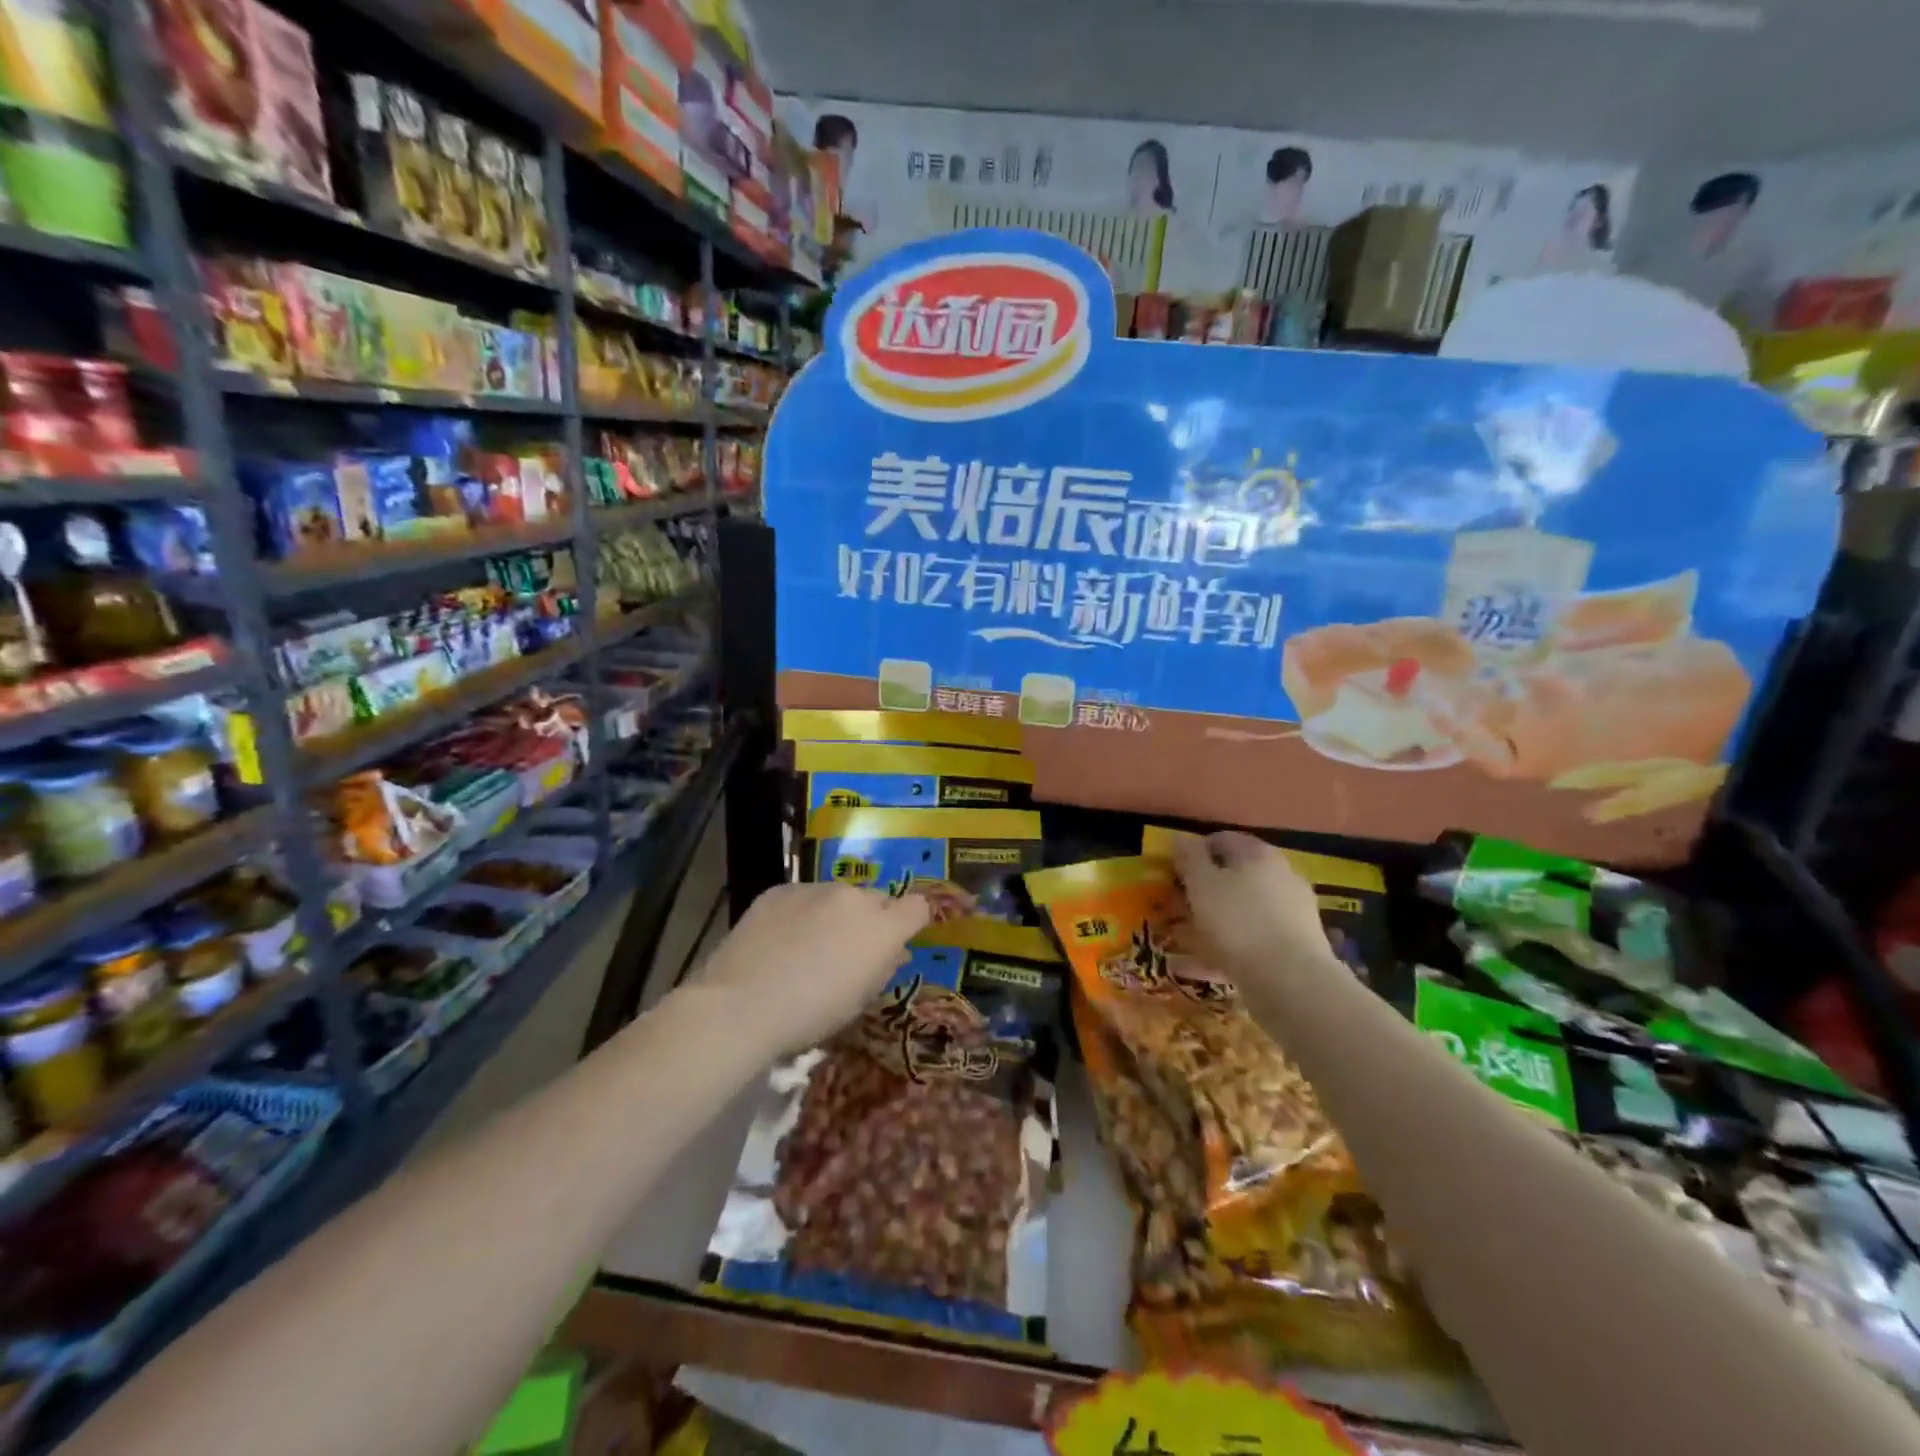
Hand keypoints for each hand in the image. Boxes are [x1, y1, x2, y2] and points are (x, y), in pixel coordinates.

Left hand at [696, 882, 930, 1057]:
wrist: (742, 1004)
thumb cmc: (812, 1014)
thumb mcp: (859, 1000)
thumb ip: (883, 968)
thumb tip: (895, 952)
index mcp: (883, 927)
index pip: (918, 906)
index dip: (911, 921)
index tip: (898, 941)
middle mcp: (854, 897)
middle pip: (876, 899)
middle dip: (870, 920)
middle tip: (848, 951)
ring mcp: (815, 888)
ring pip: (837, 896)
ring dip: (833, 914)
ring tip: (807, 946)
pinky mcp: (780, 890)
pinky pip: (802, 896)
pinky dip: (799, 912)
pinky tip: (779, 940)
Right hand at [1171, 832, 1337, 986]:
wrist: (1292, 981)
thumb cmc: (1238, 922)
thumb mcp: (1201, 883)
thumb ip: (1189, 857)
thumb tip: (1181, 837)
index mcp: (1258, 853)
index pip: (1220, 840)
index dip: (1193, 854)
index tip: (1173, 875)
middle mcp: (1280, 874)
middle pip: (1234, 875)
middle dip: (1203, 890)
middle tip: (1176, 909)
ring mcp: (1293, 911)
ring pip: (1243, 908)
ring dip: (1215, 920)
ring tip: (1187, 940)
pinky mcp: (1298, 945)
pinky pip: (1254, 938)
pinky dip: (1229, 946)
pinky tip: (1206, 964)